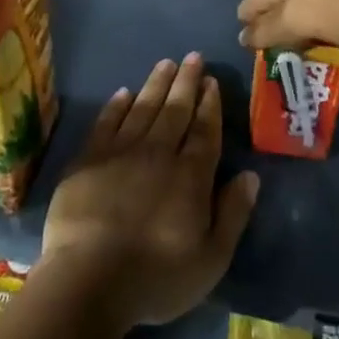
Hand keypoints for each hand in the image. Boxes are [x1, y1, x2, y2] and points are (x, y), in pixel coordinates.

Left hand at [38, 53, 259, 329]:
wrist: (88, 281)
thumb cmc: (156, 277)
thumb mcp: (211, 259)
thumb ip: (233, 214)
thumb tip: (251, 175)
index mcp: (190, 175)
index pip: (204, 130)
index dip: (209, 104)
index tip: (211, 81)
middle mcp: (158, 153)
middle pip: (175, 110)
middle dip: (186, 82)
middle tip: (193, 57)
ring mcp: (120, 153)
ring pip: (143, 108)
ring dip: (156, 84)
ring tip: (166, 64)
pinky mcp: (88, 160)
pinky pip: (106, 122)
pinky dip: (116, 106)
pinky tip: (124, 93)